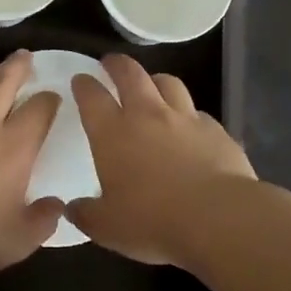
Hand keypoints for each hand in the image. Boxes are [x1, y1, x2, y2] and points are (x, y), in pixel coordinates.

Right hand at [68, 54, 255, 265]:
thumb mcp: (107, 227)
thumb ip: (86, 214)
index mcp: (113, 133)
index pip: (92, 96)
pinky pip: (198, 113)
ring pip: (169, 83)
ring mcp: (185, 119)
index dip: (84, 84)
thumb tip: (71, 208)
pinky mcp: (216, 130)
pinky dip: (189, 114)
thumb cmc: (153, 221)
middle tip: (111, 63)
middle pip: (131, 74)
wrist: (218, 218)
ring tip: (153, 85)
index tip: (80, 80)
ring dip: (156, 80)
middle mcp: (148, 115)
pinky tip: (190, 127)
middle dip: (118, 64)